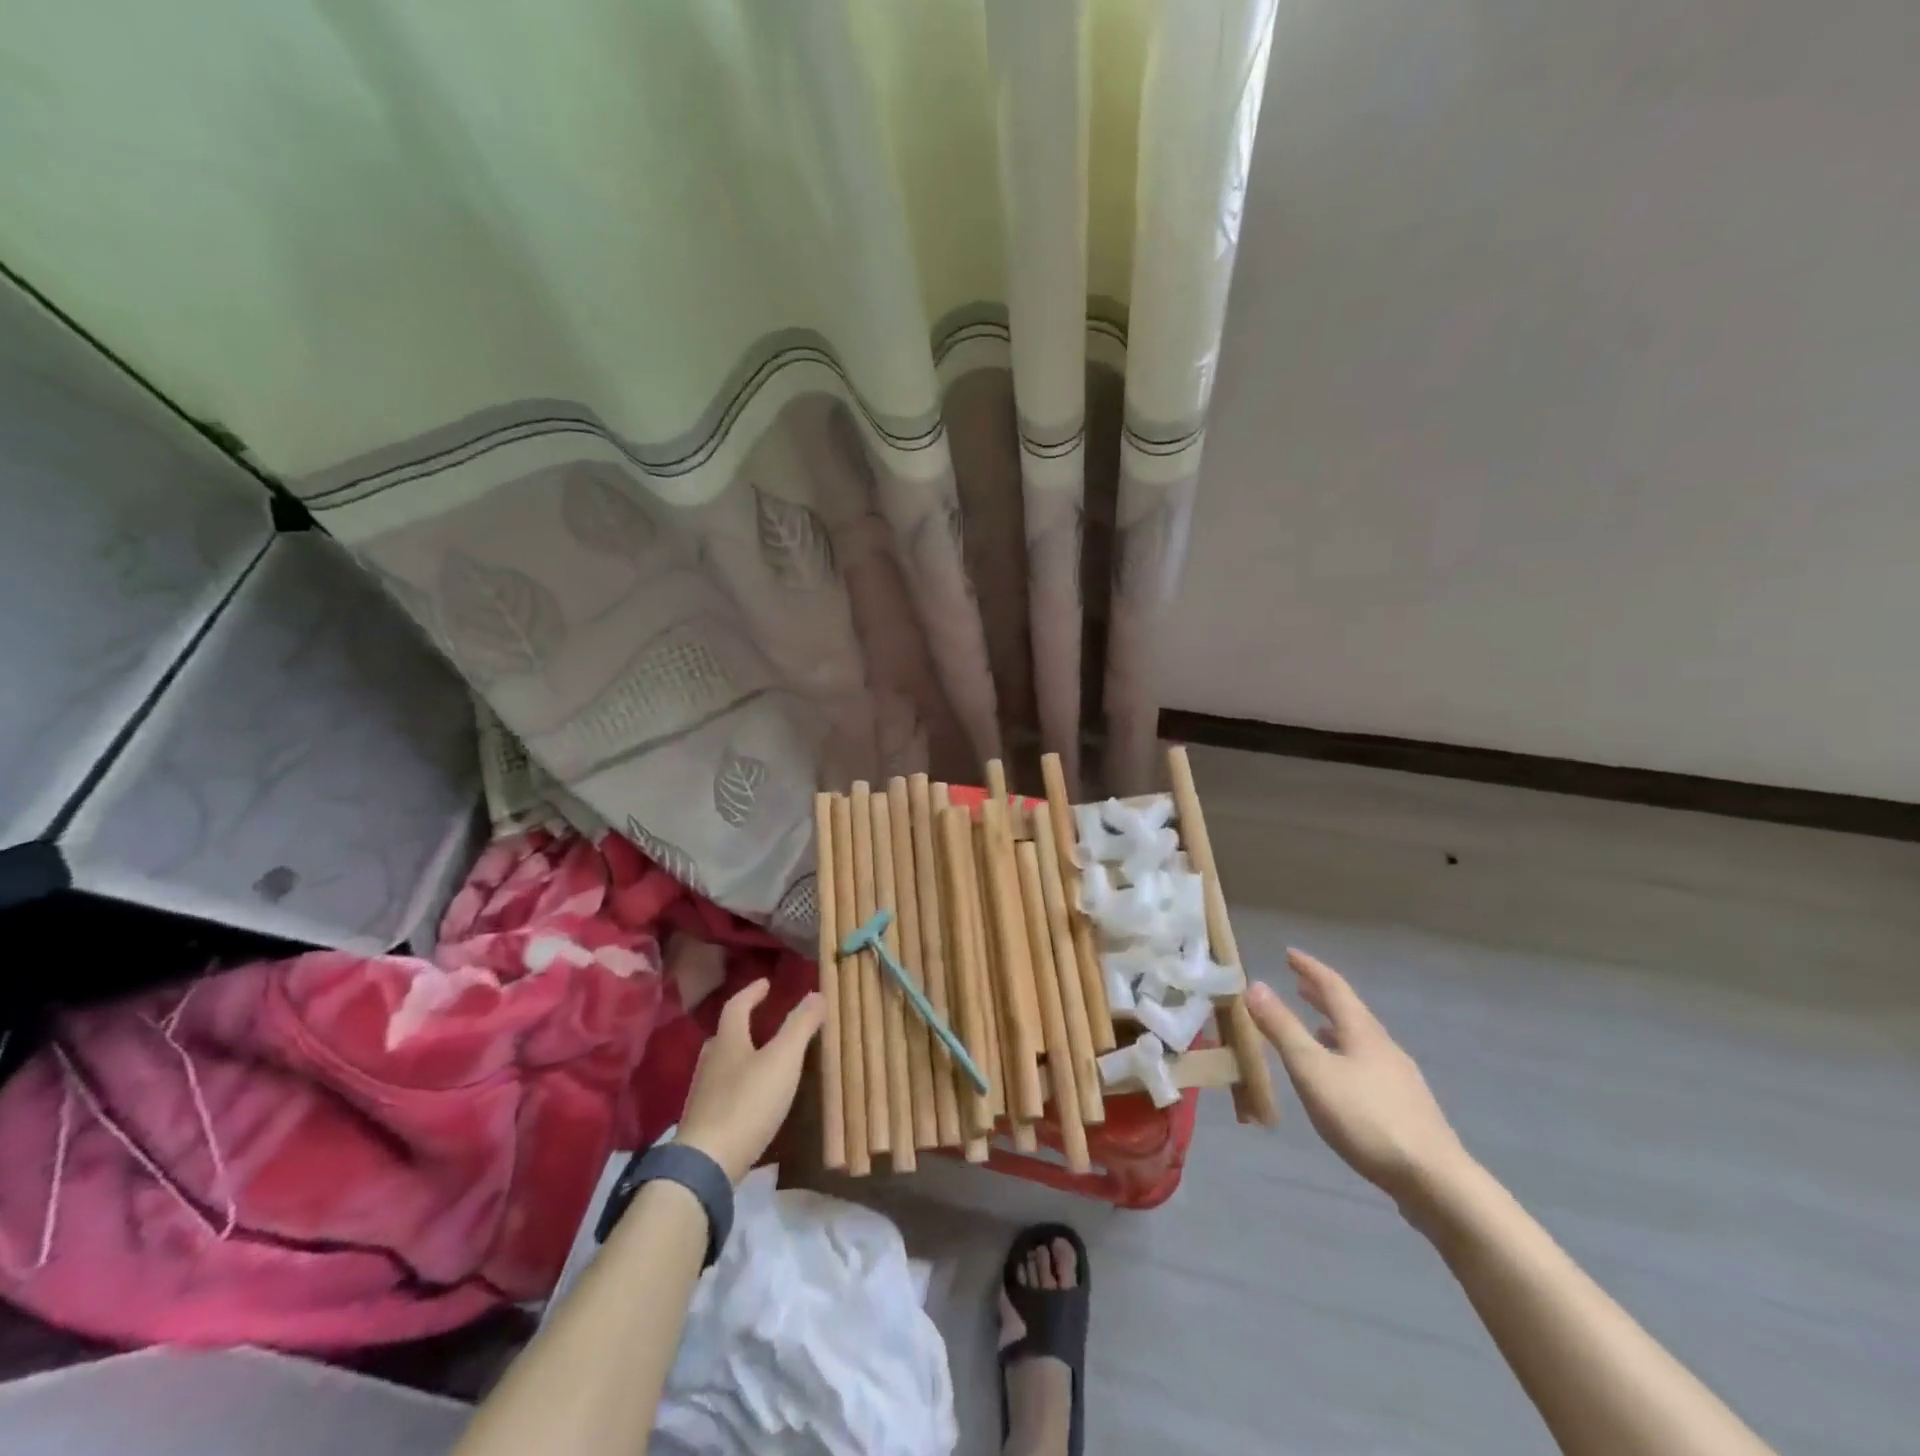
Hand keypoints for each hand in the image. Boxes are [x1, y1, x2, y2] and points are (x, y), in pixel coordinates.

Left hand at [674, 982, 823, 1183]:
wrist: (706, 1165)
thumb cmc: (747, 1103)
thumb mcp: (783, 1059)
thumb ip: (800, 1026)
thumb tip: (816, 993)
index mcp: (728, 1042)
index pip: (736, 1007)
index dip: (751, 993)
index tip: (765, 983)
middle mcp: (711, 1064)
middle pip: (724, 1036)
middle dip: (742, 1025)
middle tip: (761, 1020)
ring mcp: (703, 1096)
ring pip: (721, 1065)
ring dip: (739, 1056)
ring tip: (760, 1059)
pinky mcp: (704, 1124)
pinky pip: (722, 1093)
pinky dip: (737, 1086)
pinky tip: (751, 1100)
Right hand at [1246, 949, 1469, 1203]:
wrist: (1436, 1182)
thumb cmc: (1366, 1118)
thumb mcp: (1313, 1070)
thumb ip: (1282, 1029)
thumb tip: (1256, 985)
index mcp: (1362, 1032)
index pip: (1334, 987)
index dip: (1310, 968)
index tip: (1290, 953)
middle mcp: (1383, 1047)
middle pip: (1351, 1012)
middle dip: (1322, 995)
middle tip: (1298, 983)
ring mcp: (1399, 1079)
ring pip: (1360, 1040)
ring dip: (1334, 1027)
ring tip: (1315, 1027)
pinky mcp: (1405, 1108)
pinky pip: (1367, 1065)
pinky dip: (1345, 1056)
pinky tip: (1340, 1079)